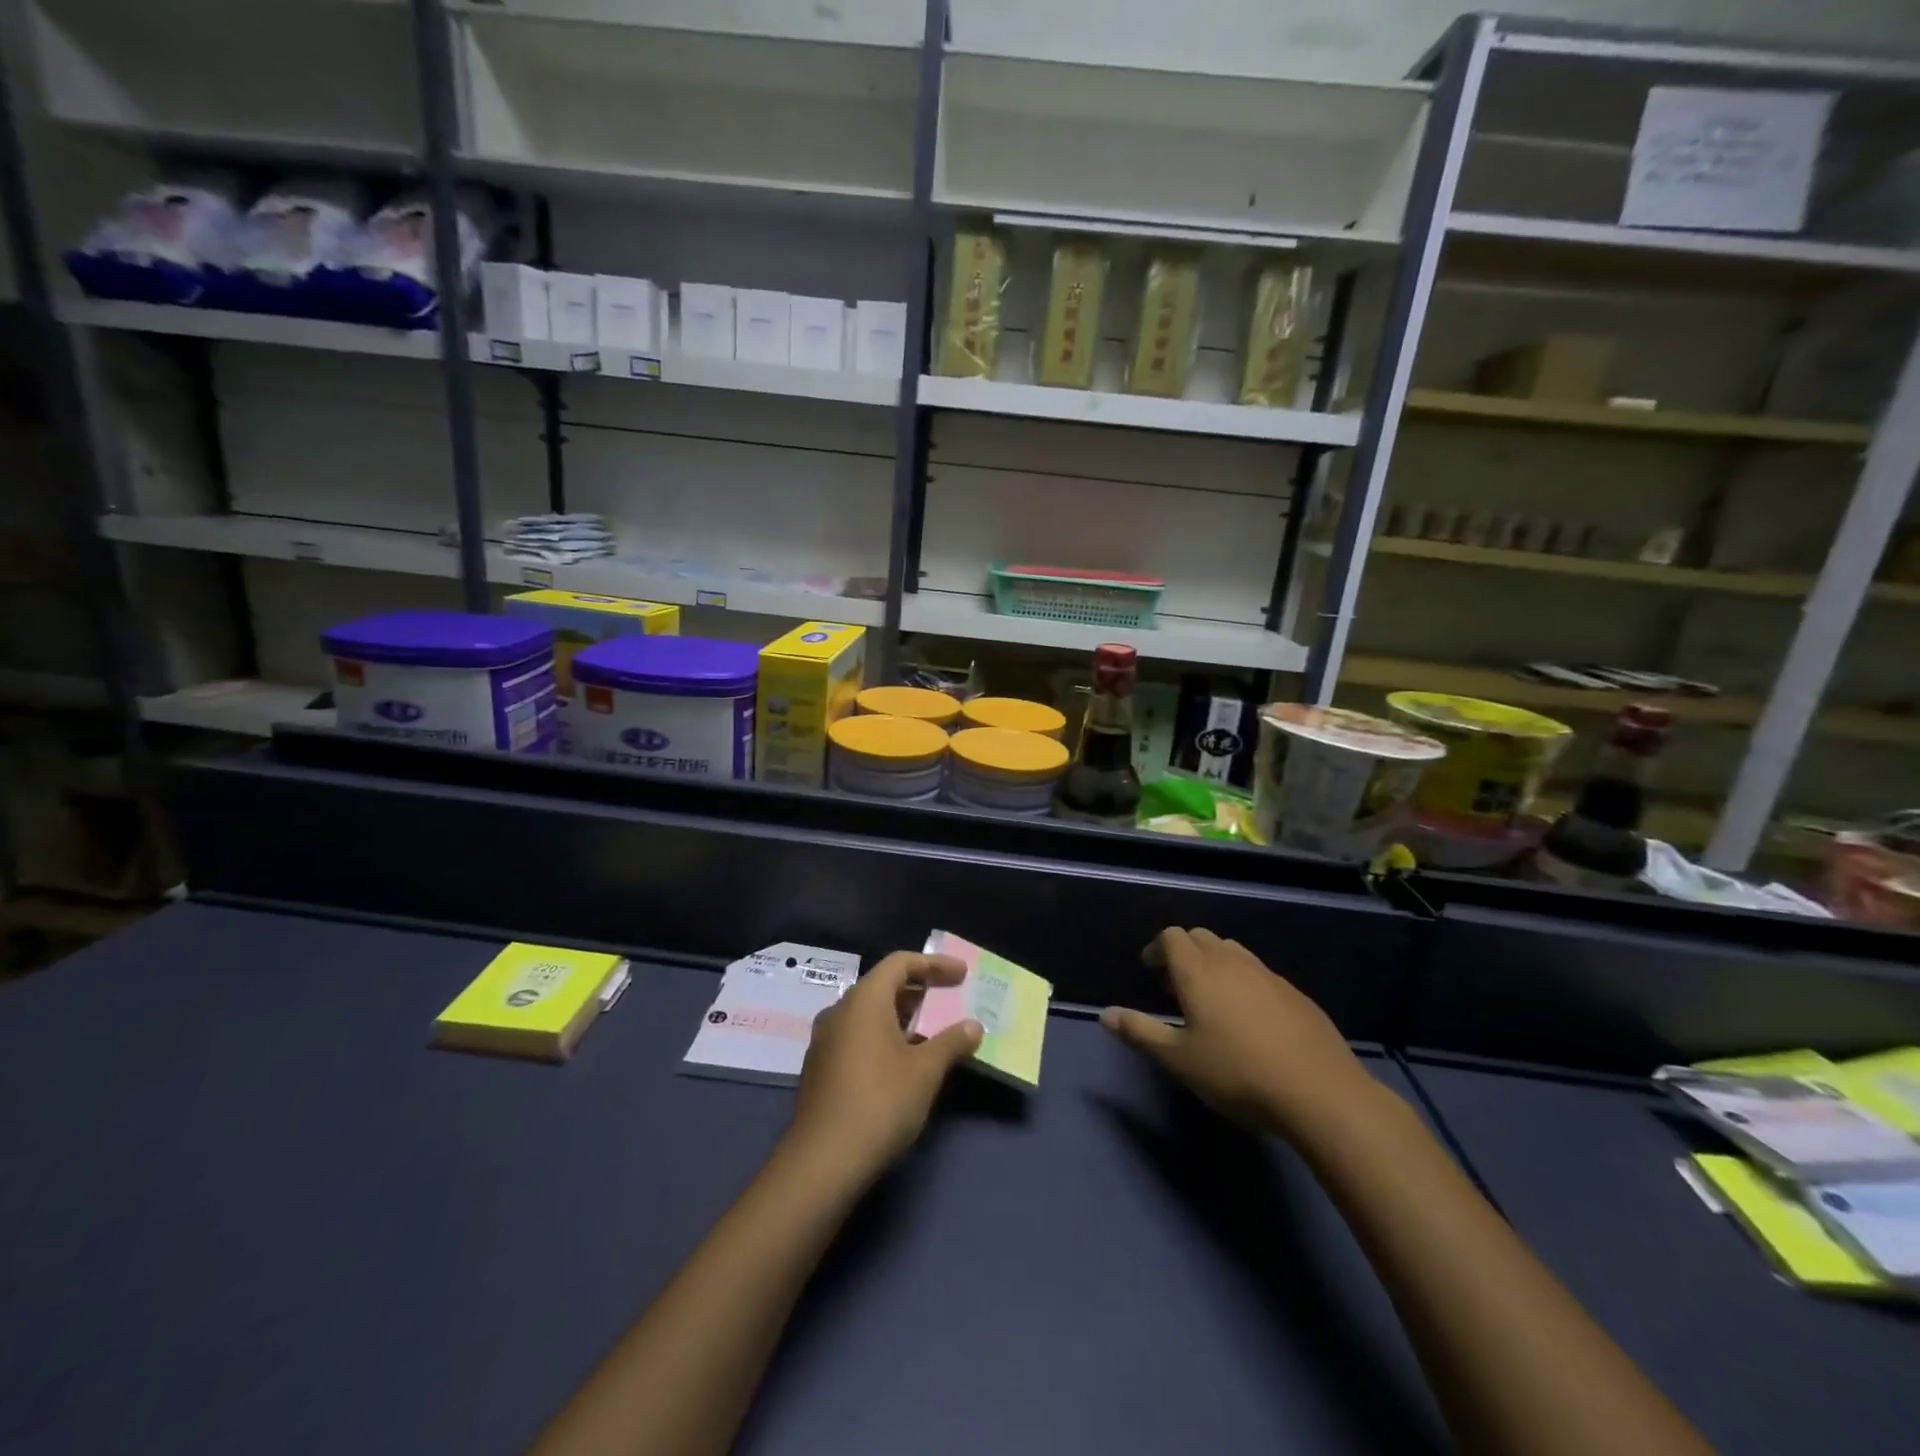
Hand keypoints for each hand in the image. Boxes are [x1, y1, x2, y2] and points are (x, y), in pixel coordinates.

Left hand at [784, 950, 983, 1188]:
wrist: (822, 1161)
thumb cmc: (880, 1103)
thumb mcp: (925, 1072)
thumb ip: (951, 1042)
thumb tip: (973, 1026)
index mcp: (864, 1000)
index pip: (900, 963)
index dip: (934, 964)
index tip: (962, 974)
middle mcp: (840, 1010)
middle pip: (883, 985)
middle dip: (919, 989)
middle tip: (950, 998)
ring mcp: (826, 1040)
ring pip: (869, 1013)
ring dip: (902, 1016)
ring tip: (932, 1030)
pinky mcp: (821, 1067)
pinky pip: (858, 1036)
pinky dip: (885, 1036)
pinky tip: (904, 1061)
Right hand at [1101, 927, 1378, 1139]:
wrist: (1321, 1094)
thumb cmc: (1237, 1074)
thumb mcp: (1179, 1060)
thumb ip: (1140, 1032)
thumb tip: (1104, 1014)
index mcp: (1198, 971)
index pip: (1172, 936)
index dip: (1157, 948)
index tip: (1150, 972)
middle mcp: (1231, 962)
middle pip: (1202, 937)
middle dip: (1184, 952)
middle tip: (1176, 987)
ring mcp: (1268, 975)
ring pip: (1233, 952)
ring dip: (1215, 963)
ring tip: (1212, 1000)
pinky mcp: (1295, 994)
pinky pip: (1259, 973)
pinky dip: (1244, 982)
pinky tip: (1251, 1020)